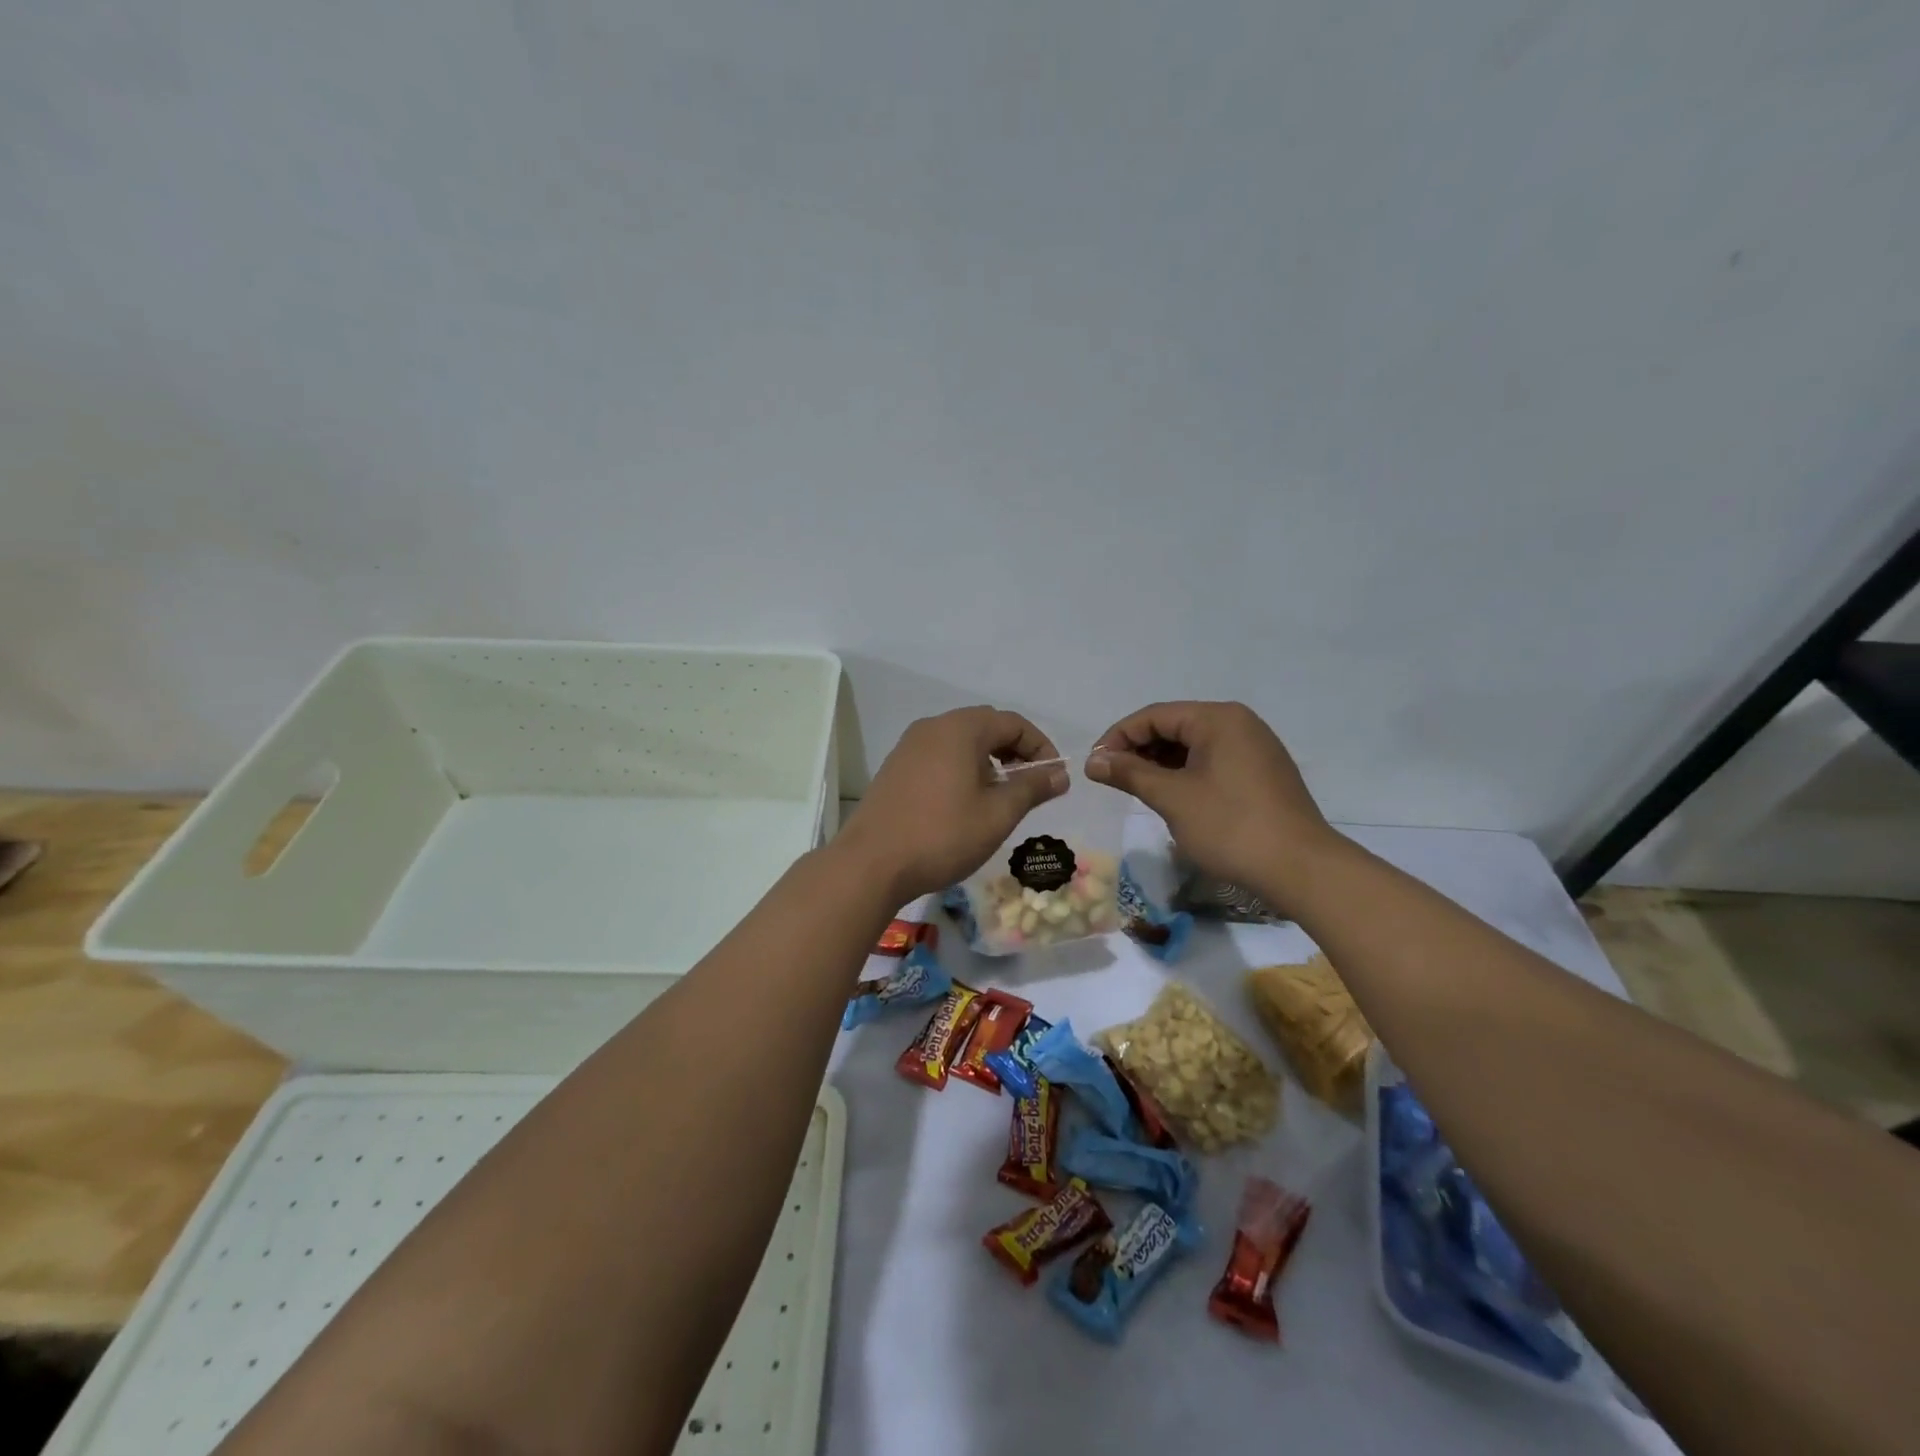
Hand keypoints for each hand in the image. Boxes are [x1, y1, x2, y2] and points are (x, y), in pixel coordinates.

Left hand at [837, 707, 1065, 902]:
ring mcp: (909, 746)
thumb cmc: (943, 835)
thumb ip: (1032, 788)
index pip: (1013, 723)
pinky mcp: (895, 768)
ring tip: (999, 798)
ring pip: (960, 742)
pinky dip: (961, 769)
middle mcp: (933, 727)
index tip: (1055, 778)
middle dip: (1014, 752)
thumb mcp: (998, 814)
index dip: (1041, 747)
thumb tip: (1060, 774)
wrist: (871, 863)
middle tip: (1030, 786)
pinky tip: (964, 803)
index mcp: (960, 728)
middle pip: (985, 727)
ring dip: (988, 761)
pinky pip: (939, 756)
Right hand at [1086, 701, 1334, 906]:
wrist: (1301, 869)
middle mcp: (1238, 723)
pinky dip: (1185, 774)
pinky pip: (1212, 762)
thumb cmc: (1230, 826)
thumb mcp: (1172, 798)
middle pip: (1174, 726)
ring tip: (1136, 789)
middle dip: (1139, 750)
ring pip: (1193, 746)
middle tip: (1112, 779)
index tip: (1095, 765)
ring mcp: (1254, 748)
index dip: (1118, 737)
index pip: (1154, 715)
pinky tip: (1171, 796)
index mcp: (1218, 719)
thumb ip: (1129, 773)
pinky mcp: (1261, 773)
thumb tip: (1093, 760)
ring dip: (1160, 764)